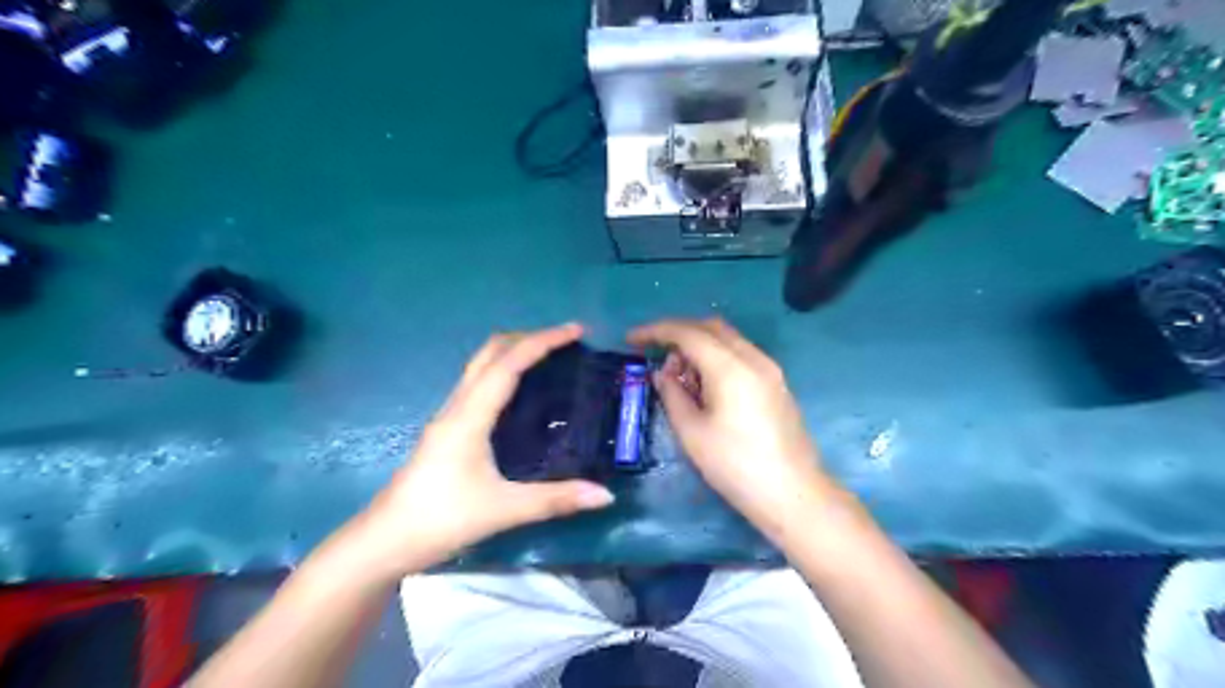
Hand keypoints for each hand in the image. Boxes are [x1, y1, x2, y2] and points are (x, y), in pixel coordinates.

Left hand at [361, 324, 617, 574]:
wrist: (383, 542)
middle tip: (567, 341)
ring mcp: (449, 416)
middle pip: (491, 352)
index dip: (544, 341)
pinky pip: (479, 384)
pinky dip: (505, 372)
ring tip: (550, 359)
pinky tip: (522, 394)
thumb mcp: (503, 510)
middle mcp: (457, 406)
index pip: (509, 363)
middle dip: (529, 338)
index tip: (576, 330)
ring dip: (515, 352)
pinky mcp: (447, 429)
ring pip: (482, 366)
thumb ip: (555, 500)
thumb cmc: (440, 519)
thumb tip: (606, 495)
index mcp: (469, 415)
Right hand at [631, 320, 842, 544]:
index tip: (631, 339)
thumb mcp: (692, 433)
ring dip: (699, 346)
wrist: (793, 494)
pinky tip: (706, 387)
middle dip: (678, 334)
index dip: (655, 331)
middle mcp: (753, 358)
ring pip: (727, 339)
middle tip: (656, 357)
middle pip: (710, 327)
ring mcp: (769, 369)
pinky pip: (740, 355)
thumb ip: (672, 395)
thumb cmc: (735, 466)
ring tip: (680, 379)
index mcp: (730, 367)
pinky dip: (717, 358)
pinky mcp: (776, 383)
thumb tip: (662, 374)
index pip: (687, 333)